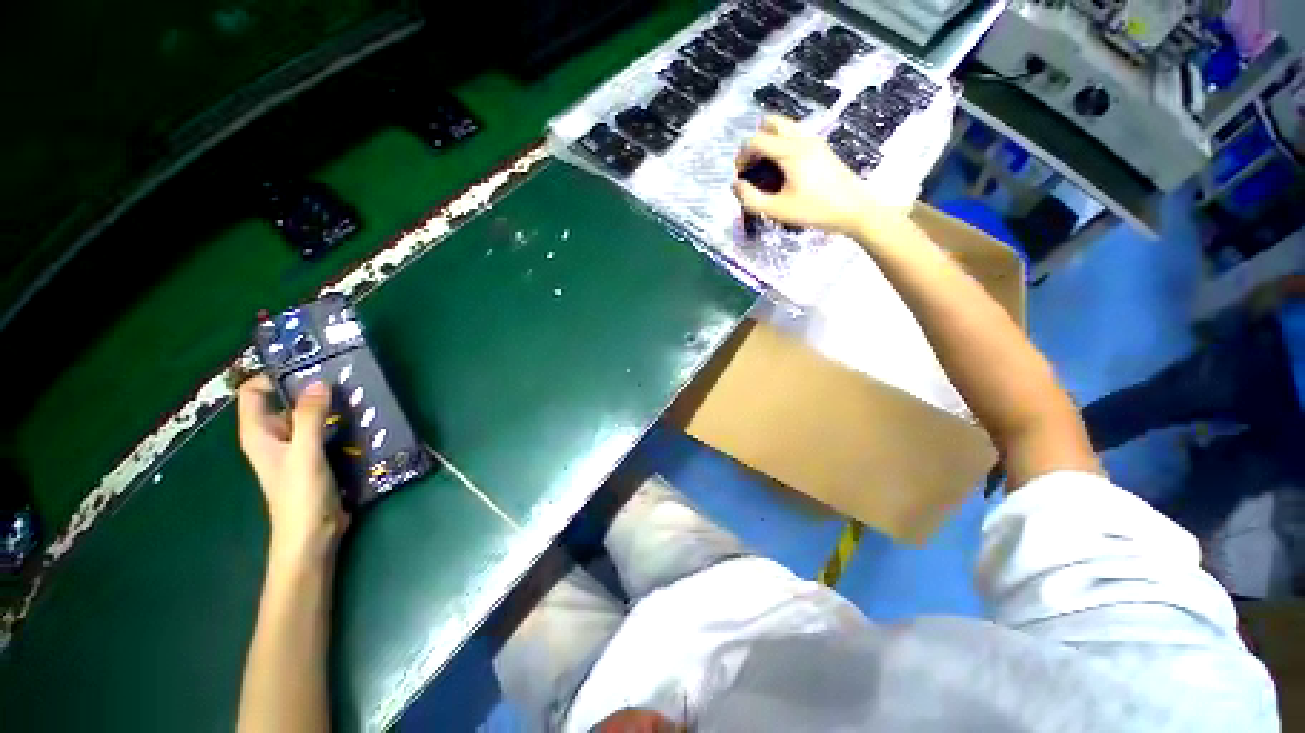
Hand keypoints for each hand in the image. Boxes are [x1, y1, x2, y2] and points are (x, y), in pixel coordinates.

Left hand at [237, 375, 348, 563]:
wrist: (312, 534)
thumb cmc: (299, 495)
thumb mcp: (304, 453)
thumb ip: (310, 417)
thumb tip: (319, 381)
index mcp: (259, 432)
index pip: (253, 392)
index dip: (272, 375)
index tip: (305, 363)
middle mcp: (275, 435)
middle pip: (286, 400)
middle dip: (310, 387)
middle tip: (341, 374)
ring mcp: (297, 447)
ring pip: (310, 415)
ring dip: (329, 405)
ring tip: (356, 391)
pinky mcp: (317, 457)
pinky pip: (326, 430)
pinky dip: (340, 421)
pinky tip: (361, 416)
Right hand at [733, 115, 904, 236]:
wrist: (854, 209)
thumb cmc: (815, 210)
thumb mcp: (778, 210)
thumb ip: (752, 199)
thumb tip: (735, 185)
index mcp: (790, 151)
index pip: (756, 139)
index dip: (742, 155)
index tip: (739, 174)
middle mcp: (802, 138)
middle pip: (771, 123)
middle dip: (755, 141)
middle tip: (752, 165)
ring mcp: (814, 140)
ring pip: (785, 127)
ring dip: (769, 141)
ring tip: (765, 168)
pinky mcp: (822, 148)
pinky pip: (795, 135)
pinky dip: (782, 144)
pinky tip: (783, 170)